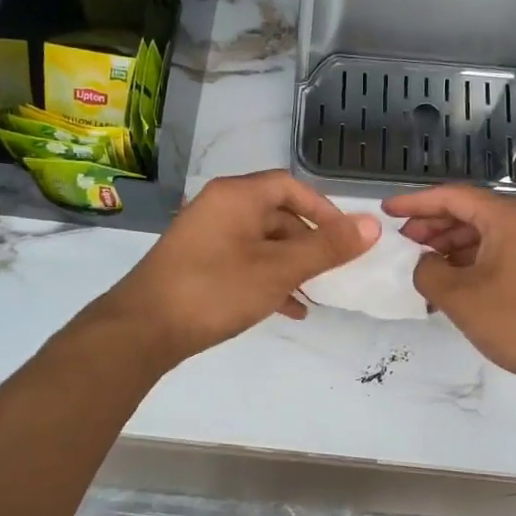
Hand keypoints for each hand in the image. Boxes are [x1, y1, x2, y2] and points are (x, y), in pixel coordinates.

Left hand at [96, 171, 379, 365]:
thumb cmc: (215, 290)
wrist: (143, 328)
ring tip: (317, 293)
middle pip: (277, 214)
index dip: (324, 209)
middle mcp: (220, 208)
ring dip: (292, 265)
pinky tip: (289, 309)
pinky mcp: (198, 264)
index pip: (290, 186)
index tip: (346, 237)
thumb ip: (326, 248)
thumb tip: (372, 225)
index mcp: (237, 197)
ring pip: (262, 243)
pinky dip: (268, 279)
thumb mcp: (278, 269)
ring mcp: (206, 237)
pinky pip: (244, 262)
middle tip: (335, 269)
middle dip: (309, 243)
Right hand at [385, 185, 515, 393]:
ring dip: (451, 244)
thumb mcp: (460, 298)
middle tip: (402, 242)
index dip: (416, 203)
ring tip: (422, 263)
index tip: (387, 211)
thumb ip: (428, 272)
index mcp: (511, 216)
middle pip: (470, 211)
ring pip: (485, 232)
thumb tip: (424, 263)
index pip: (454, 197)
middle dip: (432, 225)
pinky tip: (450, 278)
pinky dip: (471, 258)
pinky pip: (499, 249)